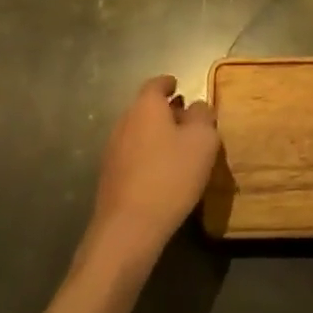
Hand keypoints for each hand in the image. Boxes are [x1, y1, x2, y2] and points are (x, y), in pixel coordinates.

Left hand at [84, 76, 219, 272]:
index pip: (156, 84)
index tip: (179, 86)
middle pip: (146, 108)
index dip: (169, 83)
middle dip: (166, 111)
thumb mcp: (203, 141)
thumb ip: (203, 116)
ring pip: (139, 132)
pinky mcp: (109, 177)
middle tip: (187, 120)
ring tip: (178, 149)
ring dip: (157, 135)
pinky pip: (133, 155)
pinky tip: (162, 174)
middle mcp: (125, 121)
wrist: (128, 229)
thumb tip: (198, 107)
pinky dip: (148, 156)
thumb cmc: (170, 176)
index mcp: (146, 106)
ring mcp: (113, 150)